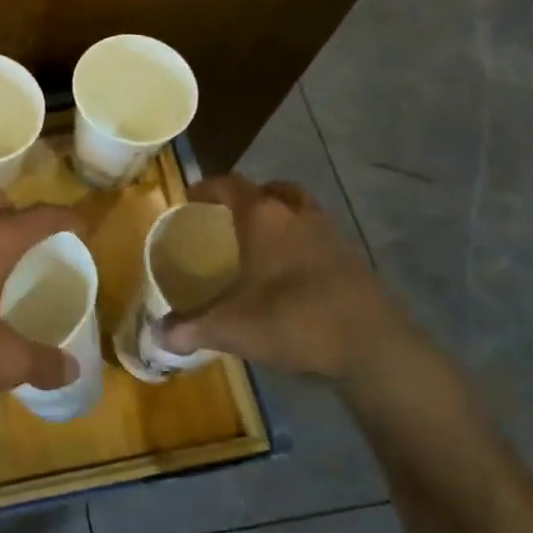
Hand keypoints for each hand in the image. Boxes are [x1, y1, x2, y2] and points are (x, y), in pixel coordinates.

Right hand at [156, 175, 413, 383]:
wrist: (374, 346)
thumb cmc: (292, 319)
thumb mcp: (231, 328)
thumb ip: (191, 328)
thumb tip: (158, 336)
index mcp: (263, 217)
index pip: (231, 185)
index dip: (208, 187)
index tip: (191, 196)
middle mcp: (298, 215)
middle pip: (274, 190)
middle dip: (253, 197)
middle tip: (234, 216)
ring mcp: (332, 235)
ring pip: (303, 211)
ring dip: (284, 218)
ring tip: (266, 243)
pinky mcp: (355, 261)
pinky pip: (322, 239)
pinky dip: (305, 245)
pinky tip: (295, 275)